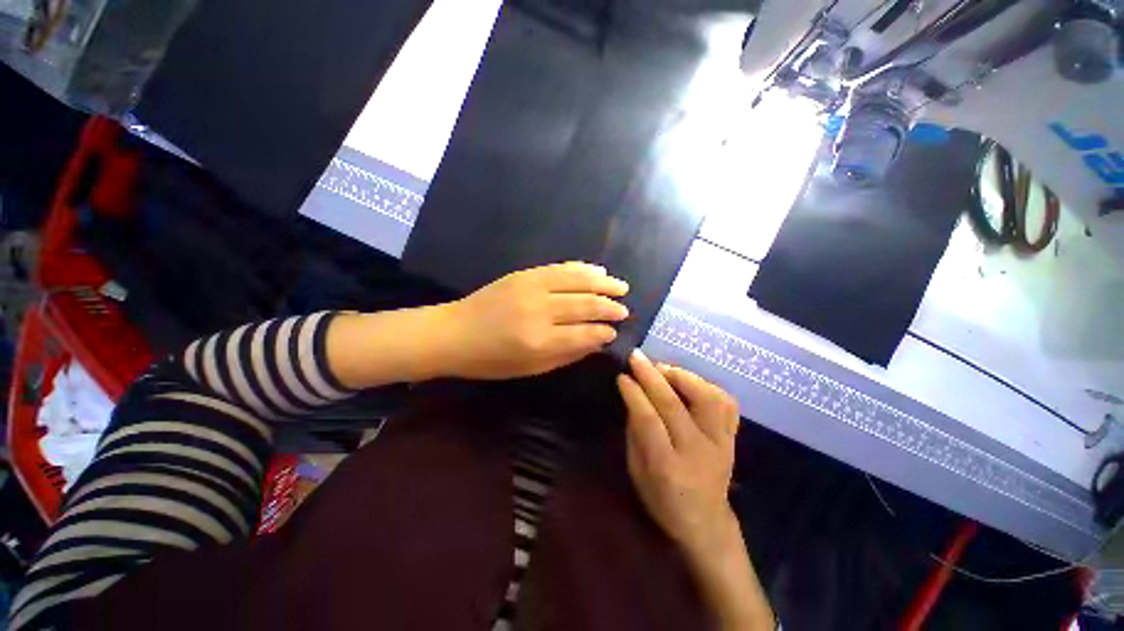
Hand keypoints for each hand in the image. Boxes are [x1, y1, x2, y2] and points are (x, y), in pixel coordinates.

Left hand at [441, 262, 629, 379]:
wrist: (453, 333)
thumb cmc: (490, 360)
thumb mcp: (530, 368)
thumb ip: (566, 354)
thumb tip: (596, 342)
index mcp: (539, 341)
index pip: (584, 333)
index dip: (603, 332)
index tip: (614, 332)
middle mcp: (539, 311)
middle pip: (585, 305)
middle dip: (609, 307)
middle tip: (624, 309)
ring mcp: (531, 287)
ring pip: (577, 281)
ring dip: (602, 283)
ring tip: (620, 286)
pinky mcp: (524, 274)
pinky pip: (559, 268)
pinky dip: (581, 269)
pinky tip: (596, 271)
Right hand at [617, 350, 739, 555]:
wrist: (706, 523)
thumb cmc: (662, 501)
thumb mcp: (637, 472)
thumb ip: (635, 433)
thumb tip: (633, 396)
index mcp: (668, 467)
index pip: (649, 420)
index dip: (634, 394)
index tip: (623, 376)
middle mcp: (698, 452)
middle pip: (675, 404)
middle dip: (651, 376)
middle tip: (636, 357)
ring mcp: (721, 444)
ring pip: (707, 398)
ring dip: (683, 376)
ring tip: (663, 368)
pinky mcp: (733, 439)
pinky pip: (727, 404)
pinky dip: (708, 386)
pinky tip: (690, 382)